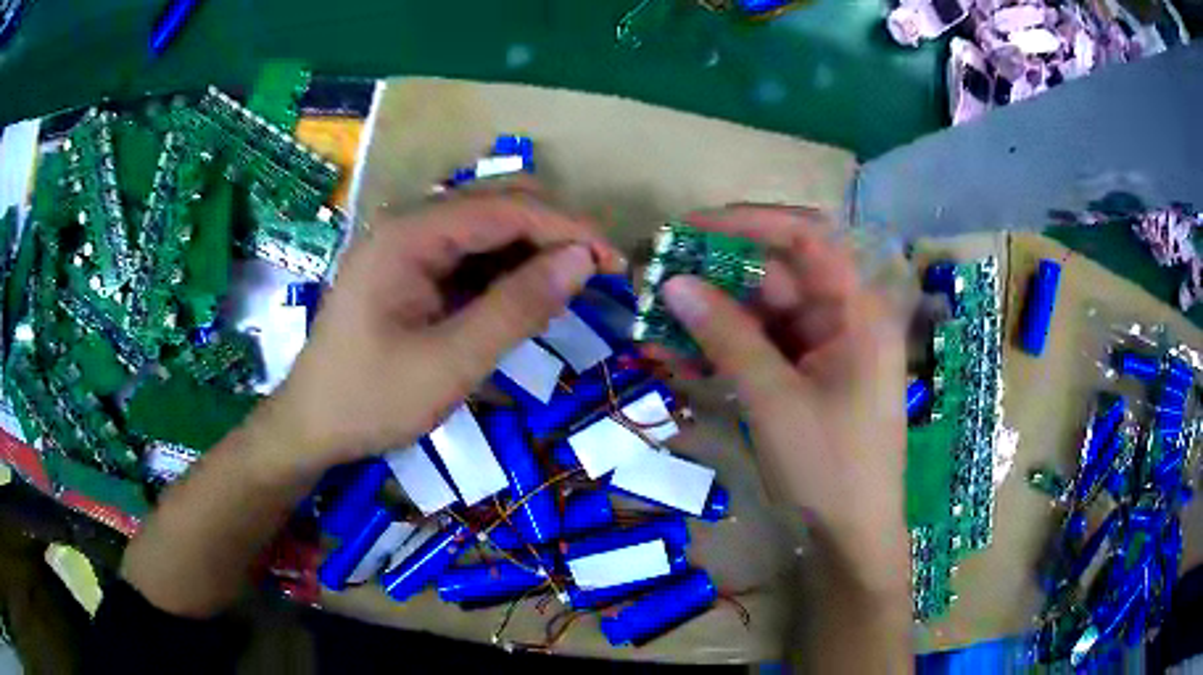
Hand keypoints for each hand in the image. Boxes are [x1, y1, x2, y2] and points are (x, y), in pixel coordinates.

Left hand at [255, 193, 622, 477]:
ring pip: (486, 228)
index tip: (614, 262)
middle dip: (554, 231)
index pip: (505, 208)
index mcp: (409, 235)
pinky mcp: (409, 270)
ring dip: (532, 250)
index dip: (567, 227)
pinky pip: (468, 255)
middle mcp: (408, 225)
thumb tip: (582, 261)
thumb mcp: (450, 363)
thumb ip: (517, 308)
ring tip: (570, 289)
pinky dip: (505, 271)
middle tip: (599, 274)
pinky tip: (525, 298)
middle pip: (497, 204)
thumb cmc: (371, 400)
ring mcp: (406, 246)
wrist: (311, 426)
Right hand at [661, 205, 908, 594]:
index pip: (807, 239)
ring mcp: (826, 350)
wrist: (851, 537)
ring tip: (654, 323)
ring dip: (712, 320)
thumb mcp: (774, 400)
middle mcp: (844, 319)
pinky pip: (763, 350)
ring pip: (763, 316)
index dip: (750, 223)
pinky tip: (676, 357)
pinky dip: (724, 352)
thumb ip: (727, 336)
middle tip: (658, 281)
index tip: (692, 229)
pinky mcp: (807, 377)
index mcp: (858, 311)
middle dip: (717, 279)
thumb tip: (673, 283)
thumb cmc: (829, 467)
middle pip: (778, 277)